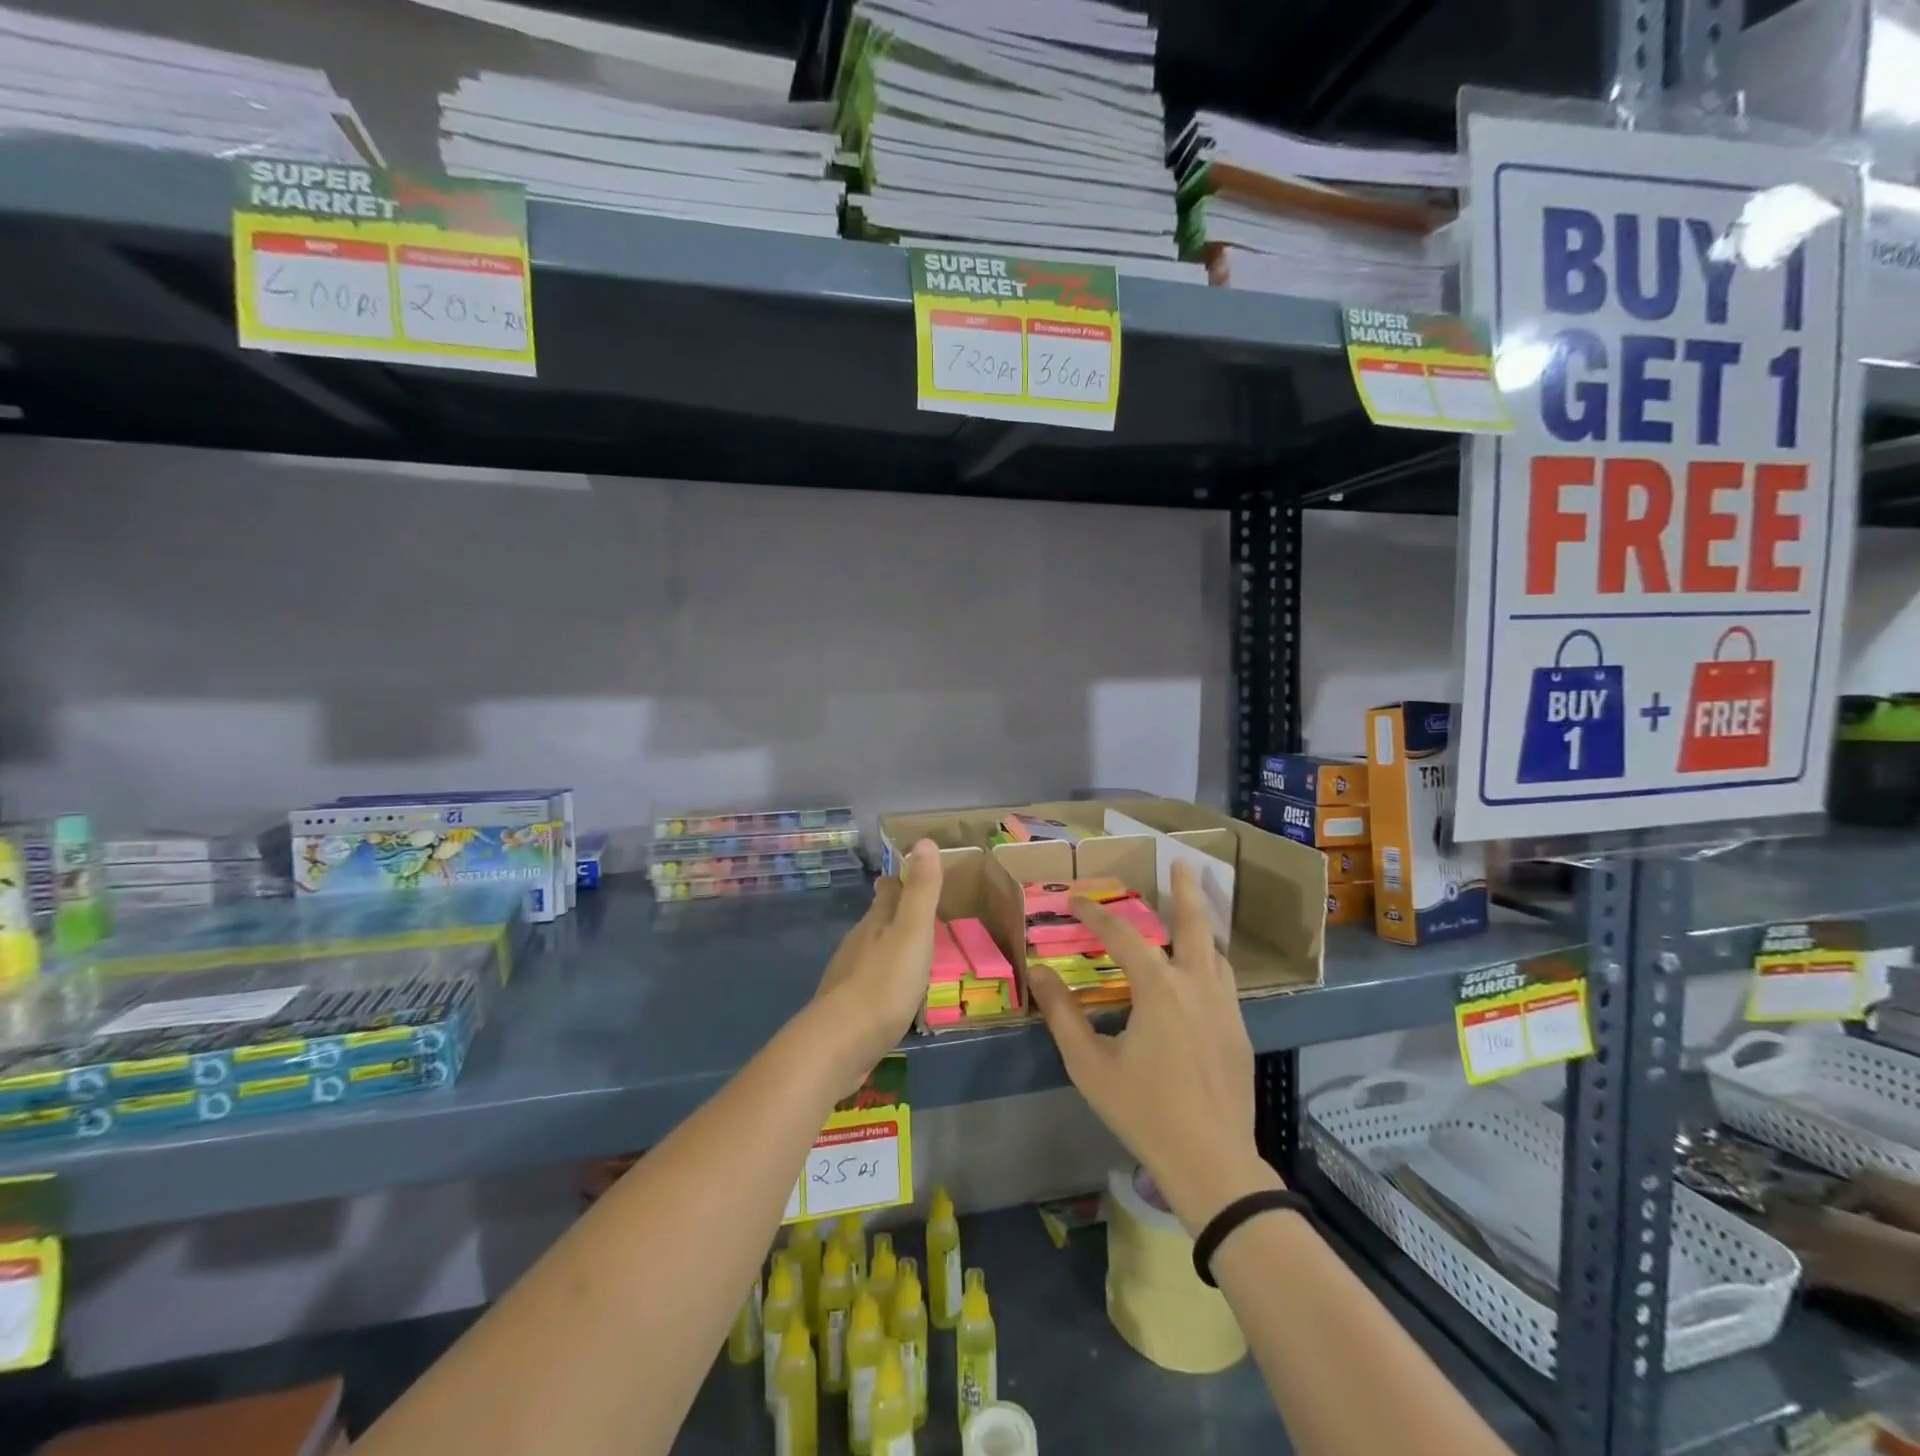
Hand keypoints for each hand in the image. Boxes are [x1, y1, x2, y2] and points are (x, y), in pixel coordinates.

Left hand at [810, 840, 942, 1089]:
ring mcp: (849, 977)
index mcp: (875, 922)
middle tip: (917, 915)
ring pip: (871, 953)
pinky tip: (895, 996)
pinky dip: (883, 982)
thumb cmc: (884, 983)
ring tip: (911, 953)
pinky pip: (870, 986)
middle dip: (893, 914)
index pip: (886, 891)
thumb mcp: (912, 932)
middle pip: (876, 921)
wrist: (840, 1043)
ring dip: (889, 949)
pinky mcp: (847, 1010)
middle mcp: (858, 944)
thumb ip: (921, 891)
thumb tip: (923, 840)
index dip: (897, 881)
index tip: (907, 874)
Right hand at [1029, 861, 1279, 1233]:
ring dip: (1202, 924)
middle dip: (1186, 889)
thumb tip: (1039, 973)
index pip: (1122, 936)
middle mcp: (1197, 985)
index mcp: (1159, 989)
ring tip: (1192, 909)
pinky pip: (1225, 979)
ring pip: (1216, 951)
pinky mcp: (1238, 1030)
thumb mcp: (1091, 1065)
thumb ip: (1063, 1015)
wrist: (1212, 1163)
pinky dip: (1211, 959)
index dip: (1094, 915)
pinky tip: (1202, 971)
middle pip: (1195, 924)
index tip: (1074, 900)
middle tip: (1183, 862)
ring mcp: (1225, 1007)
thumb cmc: (1144, 1111)